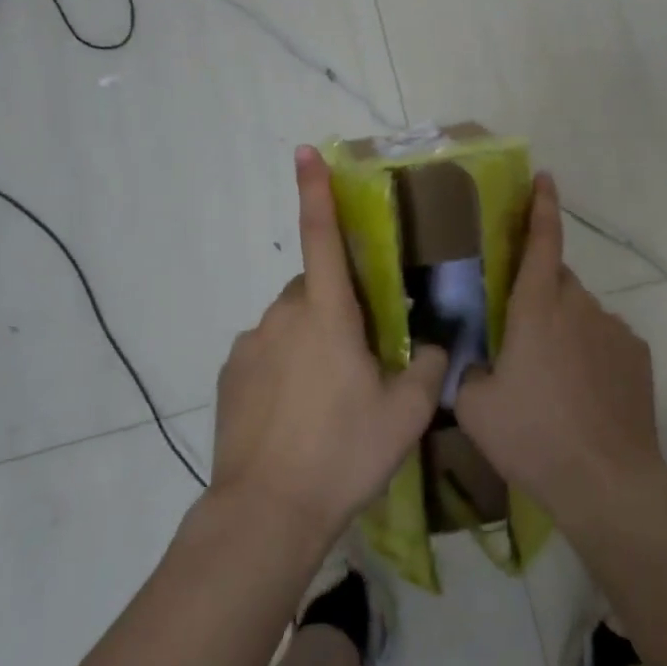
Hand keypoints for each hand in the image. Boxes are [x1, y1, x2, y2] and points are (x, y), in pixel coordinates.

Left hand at [210, 146, 447, 544]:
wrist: (266, 514)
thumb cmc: (343, 452)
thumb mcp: (406, 412)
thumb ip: (428, 366)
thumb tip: (435, 344)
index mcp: (327, 313)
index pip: (322, 236)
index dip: (316, 190)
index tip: (304, 152)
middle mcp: (283, 316)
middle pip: (315, 288)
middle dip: (338, 305)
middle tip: (362, 356)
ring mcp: (251, 345)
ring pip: (291, 322)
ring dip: (312, 339)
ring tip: (329, 397)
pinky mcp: (231, 375)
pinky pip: (267, 352)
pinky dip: (285, 366)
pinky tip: (297, 414)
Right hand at [455, 172, 666, 526]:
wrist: (607, 482)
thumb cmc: (534, 436)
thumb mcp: (475, 406)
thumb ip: (467, 369)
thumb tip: (475, 360)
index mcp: (537, 307)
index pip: (541, 240)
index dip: (541, 205)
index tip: (543, 178)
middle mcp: (579, 305)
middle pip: (556, 279)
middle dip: (538, 292)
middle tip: (521, 334)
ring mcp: (615, 329)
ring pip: (581, 311)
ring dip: (564, 327)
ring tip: (553, 378)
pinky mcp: (638, 355)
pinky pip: (606, 338)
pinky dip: (591, 351)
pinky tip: (584, 393)